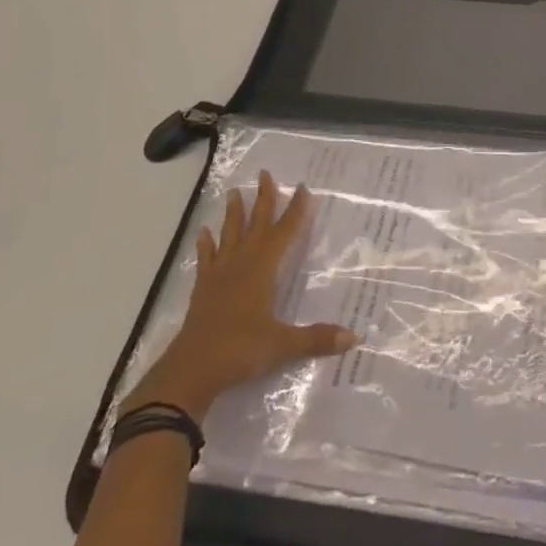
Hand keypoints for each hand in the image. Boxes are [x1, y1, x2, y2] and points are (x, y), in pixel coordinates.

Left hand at [122, 171, 357, 420]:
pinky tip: (204, 232)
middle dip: (263, 199)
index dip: (296, 210)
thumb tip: (354, 337)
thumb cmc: (239, 351)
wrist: (190, 371)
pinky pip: (206, 259)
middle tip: (265, 173)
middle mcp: (241, 264)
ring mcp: (219, 275)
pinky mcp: (203, 290)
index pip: (284, 233)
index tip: (303, 187)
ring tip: (234, 192)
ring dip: (233, 214)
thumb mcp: (282, 346)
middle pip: (255, 225)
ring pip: (229, 236)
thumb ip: (317, 339)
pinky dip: (206, 244)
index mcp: (262, 270)